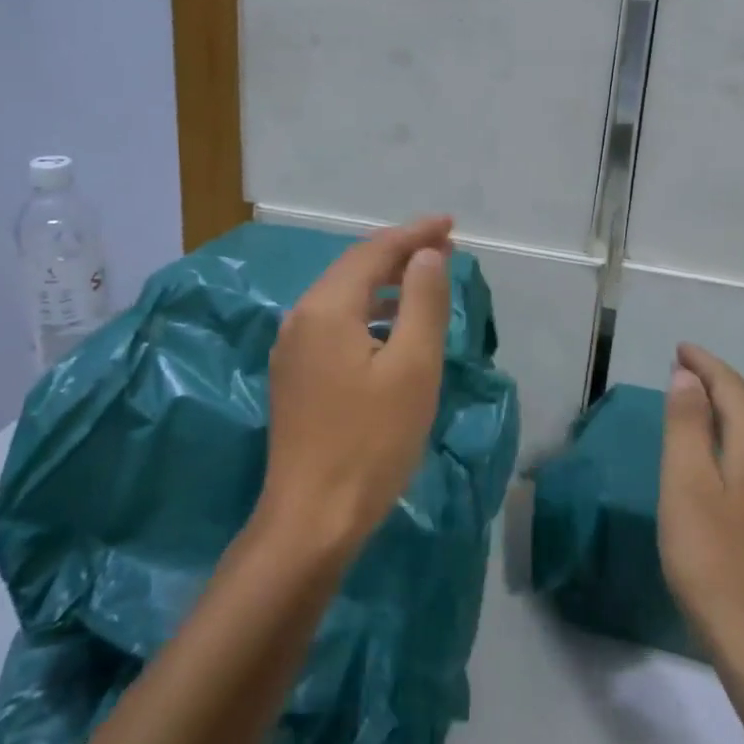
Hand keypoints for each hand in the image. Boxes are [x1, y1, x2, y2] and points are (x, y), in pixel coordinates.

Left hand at [255, 216, 454, 561]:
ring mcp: (293, 348)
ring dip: (385, 282)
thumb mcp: (413, 368)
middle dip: (400, 253)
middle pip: (354, 268)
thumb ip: (423, 301)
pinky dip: (369, 311)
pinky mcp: (295, 375)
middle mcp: (301, 318)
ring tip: (425, 277)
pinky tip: (391, 326)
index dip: (414, 234)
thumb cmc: (371, 442)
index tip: (450, 224)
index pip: (374, 252)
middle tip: (444, 246)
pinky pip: (335, 323)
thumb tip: (427, 255)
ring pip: (343, 296)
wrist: (312, 519)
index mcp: (326, 308)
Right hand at [658, 343, 743, 666]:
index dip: (705, 364)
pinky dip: (732, 446)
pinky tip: (719, 466)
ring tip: (694, 411)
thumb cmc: (712, 557)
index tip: (680, 349)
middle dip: (714, 386)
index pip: (732, 388)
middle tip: (680, 374)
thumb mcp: (685, 483)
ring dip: (724, 417)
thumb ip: (686, 425)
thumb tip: (688, 378)